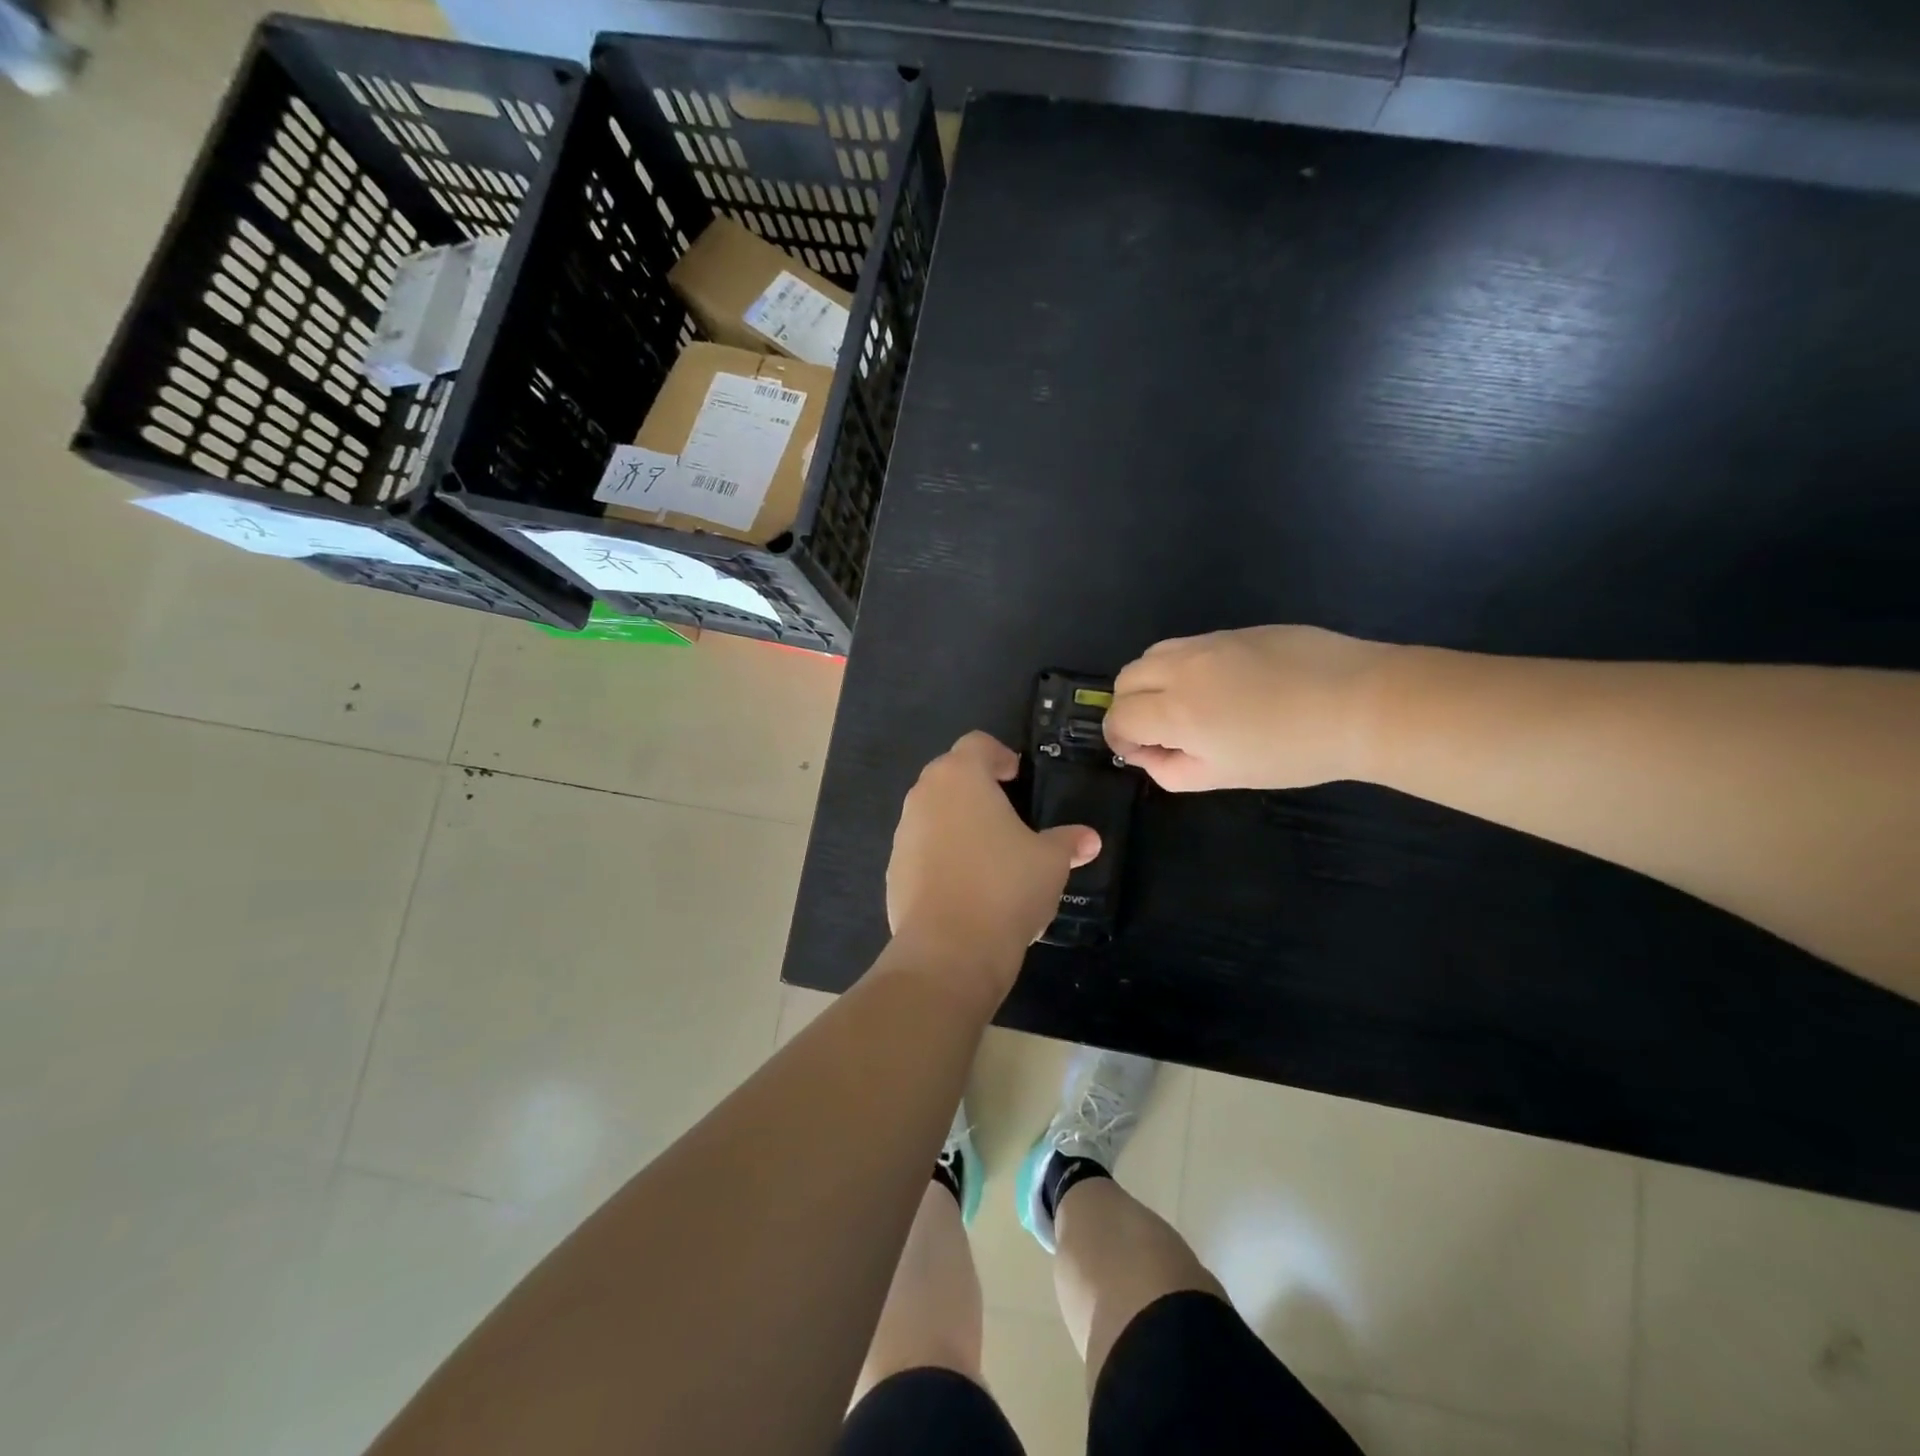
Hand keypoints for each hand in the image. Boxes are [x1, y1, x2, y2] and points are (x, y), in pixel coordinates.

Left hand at [886, 732, 1099, 994]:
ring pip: (932, 813)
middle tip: (1008, 811)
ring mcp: (903, 833)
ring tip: (989, 852)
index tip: (1017, 776)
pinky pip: (922, 850)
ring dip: (957, 822)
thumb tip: (1090, 839)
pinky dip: (942, 856)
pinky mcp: (893, 870)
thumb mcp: (1050, 861)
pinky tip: (967, 886)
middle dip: (977, 788)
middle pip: (950, 776)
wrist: (948, 949)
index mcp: (960, 776)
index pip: (977, 744)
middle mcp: (924, 795)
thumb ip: (1068, 842)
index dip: (1000, 755)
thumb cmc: (1005, 886)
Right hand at [1104, 626, 1390, 791]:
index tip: (1143, 753)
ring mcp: (1209, 642)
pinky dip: (1182, 666)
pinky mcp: (1236, 630)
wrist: (1361, 703)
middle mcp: (1182, 668)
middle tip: (1159, 731)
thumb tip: (1149, 753)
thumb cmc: (1292, 752)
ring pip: (1152, 654)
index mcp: (1176, 710)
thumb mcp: (1224, 777)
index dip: (1120, 738)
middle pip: (1126, 679)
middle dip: (1130, 706)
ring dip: (1152, 681)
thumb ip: (1171, 770)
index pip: (1119, 716)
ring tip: (1185, 705)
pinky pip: (1188, 645)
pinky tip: (1220, 686)